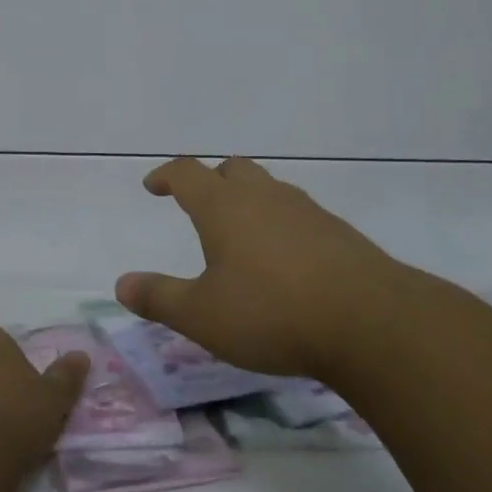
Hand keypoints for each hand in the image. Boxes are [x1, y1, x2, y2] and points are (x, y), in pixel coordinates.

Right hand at [115, 156, 461, 380]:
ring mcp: (305, 211)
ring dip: (248, 200)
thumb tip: (121, 285)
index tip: (153, 186)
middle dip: (210, 180)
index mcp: (224, 207)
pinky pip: (297, 213)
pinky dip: (280, 223)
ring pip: (268, 188)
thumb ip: (159, 298)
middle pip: (231, 169)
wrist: (369, 322)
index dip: (166, 175)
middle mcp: (264, 197)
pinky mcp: (337, 232)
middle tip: (198, 203)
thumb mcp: (202, 315)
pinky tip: (284, 259)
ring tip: (240, 234)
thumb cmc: (271, 313)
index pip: (187, 172)